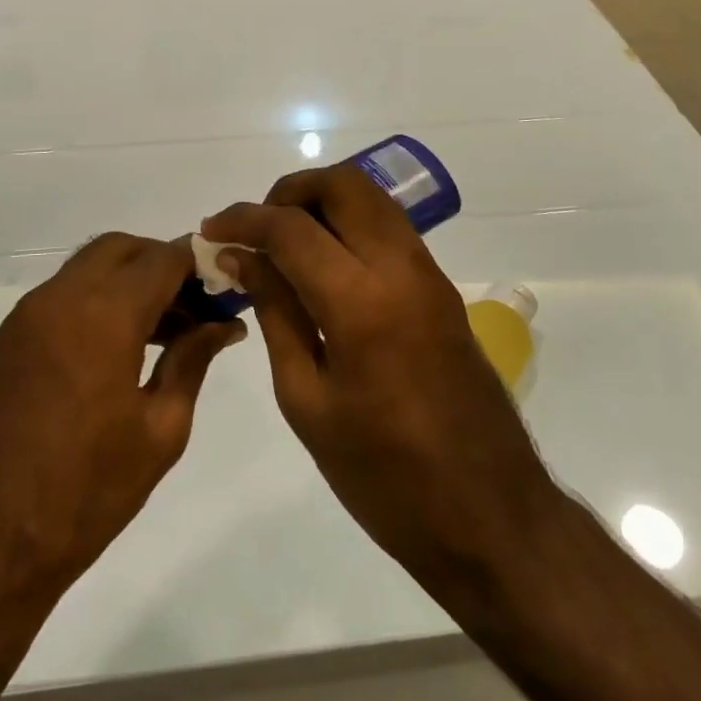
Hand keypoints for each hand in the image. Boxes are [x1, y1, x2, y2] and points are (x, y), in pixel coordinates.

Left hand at [0, 233, 245, 604]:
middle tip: (195, 307)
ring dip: (130, 280)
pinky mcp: (12, 337)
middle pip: (122, 248)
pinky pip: (66, 293)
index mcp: (103, 314)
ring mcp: (30, 314)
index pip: (163, 257)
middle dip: (162, 263)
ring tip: (168, 331)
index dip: (199, 264)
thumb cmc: (85, 492)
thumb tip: (223, 325)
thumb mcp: (159, 430)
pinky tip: (125, 345)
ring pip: (91, 267)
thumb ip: (192, 361)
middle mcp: (62, 297)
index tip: (225, 288)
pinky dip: (100, 298)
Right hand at [202, 167, 553, 600]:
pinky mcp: (441, 287)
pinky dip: (350, 225)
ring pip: (371, 198)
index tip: (211, 231)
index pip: (291, 228)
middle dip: (290, 191)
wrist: (489, 516)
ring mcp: (429, 273)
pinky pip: (389, 228)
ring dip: (322, 203)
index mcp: (361, 301)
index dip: (243, 220)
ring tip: (284, 246)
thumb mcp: (307, 400)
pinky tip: (322, 267)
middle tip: (256, 230)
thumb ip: (276, 313)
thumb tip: (242, 258)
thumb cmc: (384, 475)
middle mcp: (401, 268)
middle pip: (343, 184)